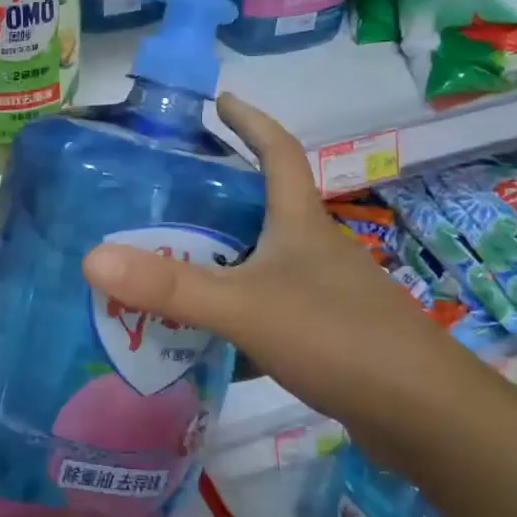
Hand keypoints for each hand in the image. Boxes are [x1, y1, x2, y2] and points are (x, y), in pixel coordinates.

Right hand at [81, 94, 486, 466]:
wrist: (424, 415)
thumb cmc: (337, 338)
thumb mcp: (244, 308)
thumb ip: (170, 288)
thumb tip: (92, 258)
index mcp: (300, 224)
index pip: (278, 151)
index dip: (251, 121)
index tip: (222, 101)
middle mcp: (315, 249)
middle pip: (266, 207)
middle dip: (221, 196)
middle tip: (167, 198)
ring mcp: (326, 293)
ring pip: (265, 262)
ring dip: (224, 260)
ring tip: (172, 266)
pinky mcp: (329, 336)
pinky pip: (271, 309)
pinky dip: (239, 314)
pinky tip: (209, 338)